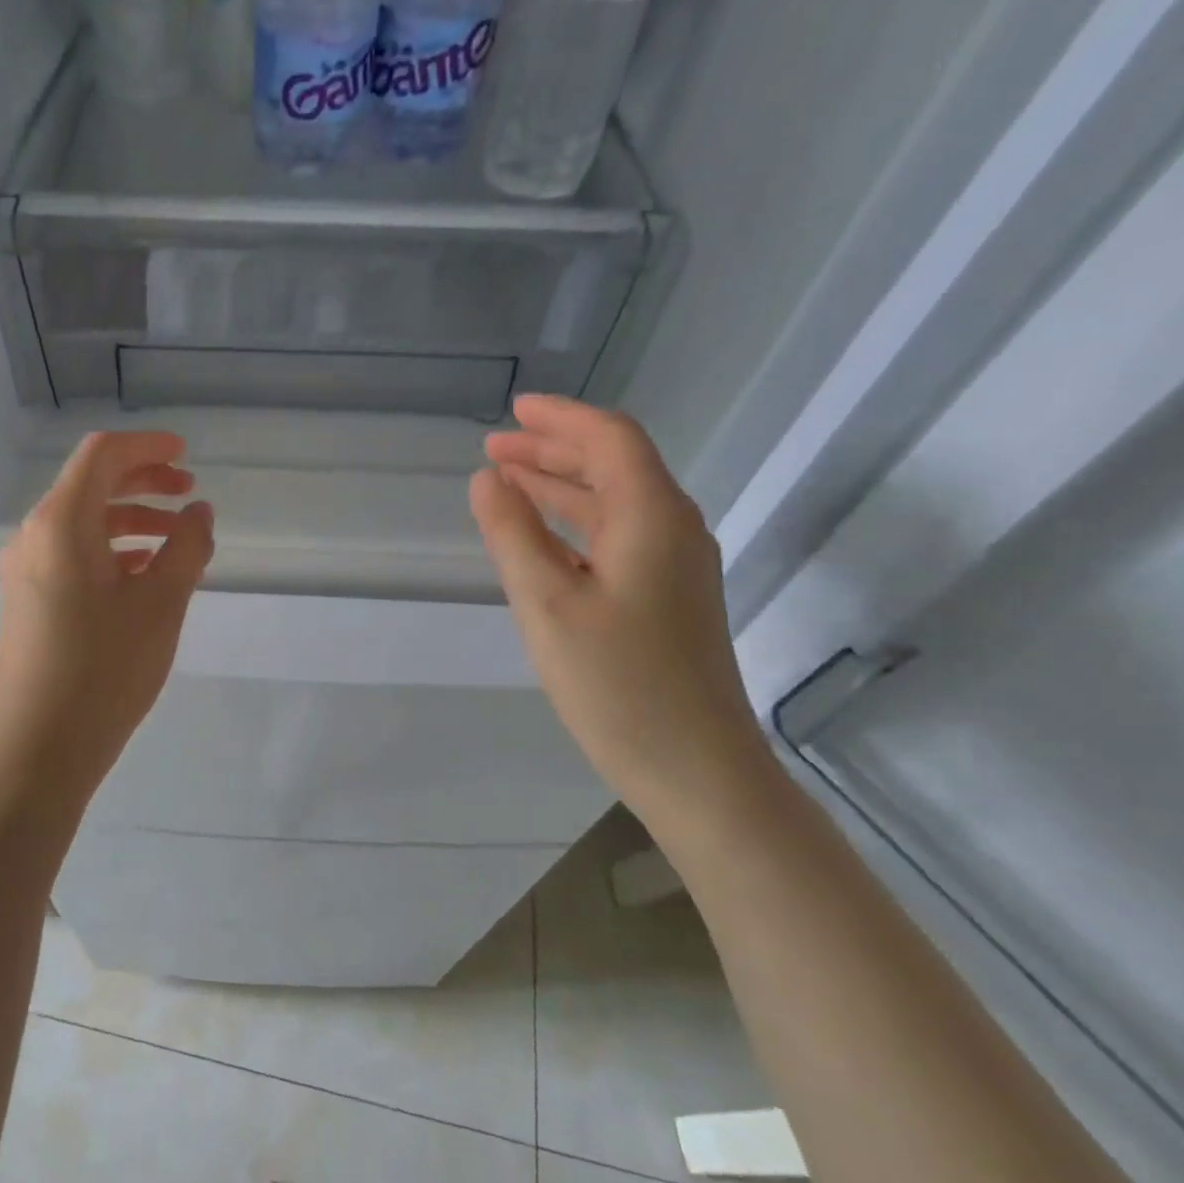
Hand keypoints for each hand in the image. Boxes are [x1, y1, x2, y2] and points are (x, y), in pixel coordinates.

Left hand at [0, 432, 214, 798]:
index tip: (186, 455)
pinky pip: (71, 555)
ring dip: (130, 519)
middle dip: (143, 482)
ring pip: (82, 523)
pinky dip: (110, 550)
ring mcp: (26, 570)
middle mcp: (34, 536)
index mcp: (61, 523)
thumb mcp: (161, 604)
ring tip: (176, 538)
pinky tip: (143, 573)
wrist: (37, 750)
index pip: (102, 456)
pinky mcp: (27, 601)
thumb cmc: (104, 670)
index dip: (147, 446)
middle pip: (90, 485)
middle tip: (189, 495)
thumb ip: (186, 548)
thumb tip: (199, 512)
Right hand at [470, 395, 767, 804]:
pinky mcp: (668, 599)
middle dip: (553, 450)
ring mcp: (675, 567)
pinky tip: (542, 538)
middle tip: (494, 449)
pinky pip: (617, 538)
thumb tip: (486, 480)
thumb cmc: (618, 685)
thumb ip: (513, 534)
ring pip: (615, 503)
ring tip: (506, 481)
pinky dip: (574, 524)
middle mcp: (673, 529)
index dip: (560, 418)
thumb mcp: (547, 604)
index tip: (513, 412)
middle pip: (614, 466)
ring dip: (561, 486)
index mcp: (652, 517)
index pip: (610, 440)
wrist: (697, 770)